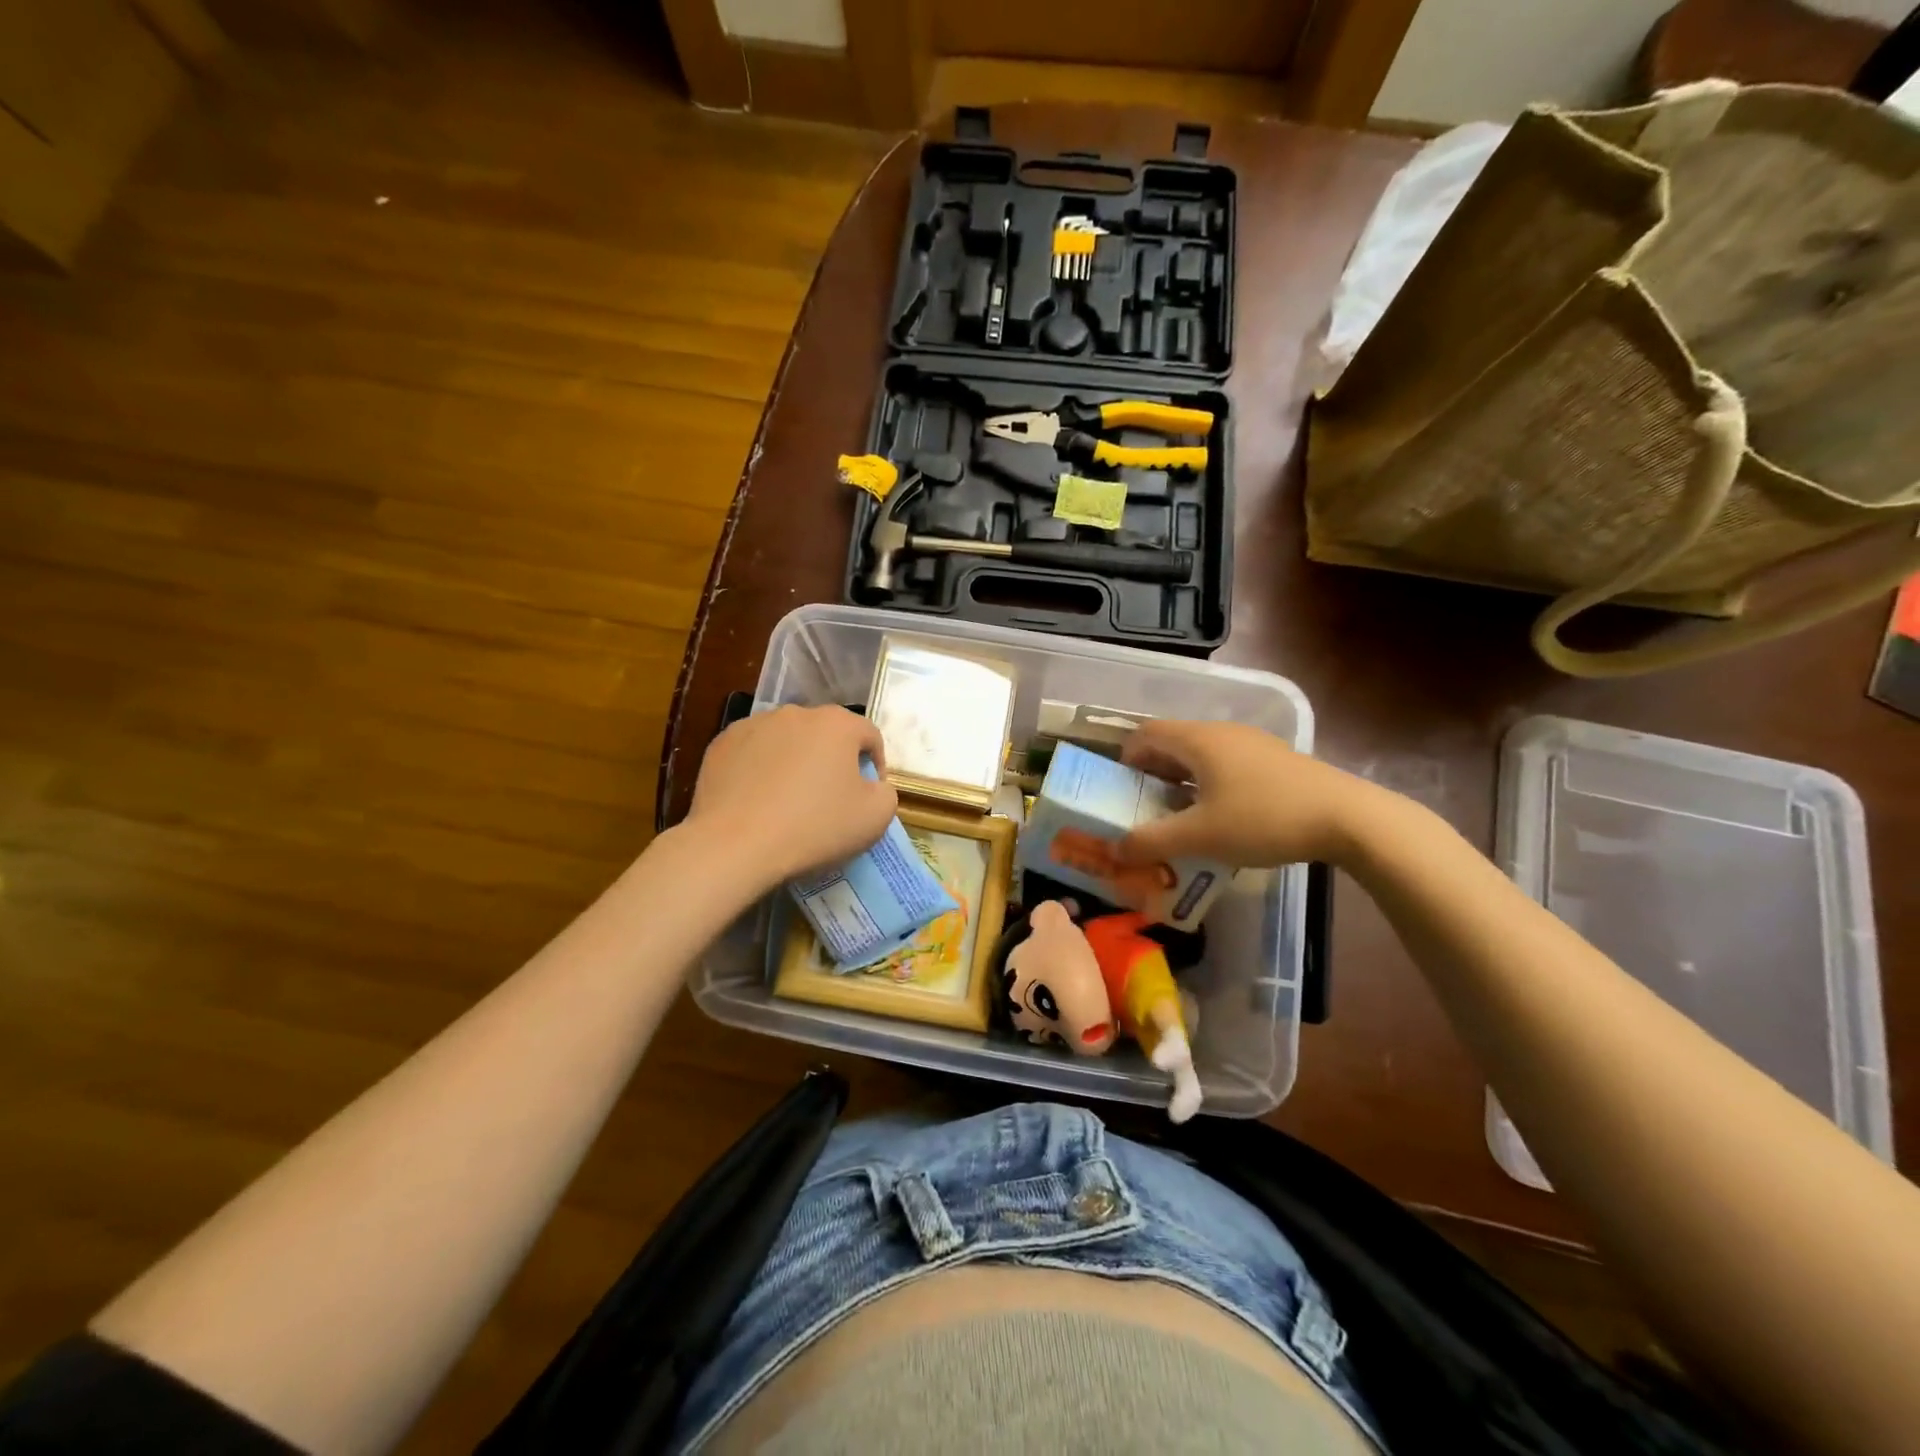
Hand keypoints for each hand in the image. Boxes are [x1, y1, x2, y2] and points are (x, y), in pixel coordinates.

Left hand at [686, 705, 897, 887]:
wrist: (735, 845)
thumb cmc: (814, 827)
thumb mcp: (875, 818)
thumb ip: (886, 792)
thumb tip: (872, 785)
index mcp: (837, 723)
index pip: (869, 736)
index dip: (876, 765)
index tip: (869, 795)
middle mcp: (796, 713)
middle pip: (826, 735)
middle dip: (833, 761)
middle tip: (830, 799)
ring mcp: (754, 725)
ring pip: (788, 741)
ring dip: (796, 762)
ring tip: (790, 800)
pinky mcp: (722, 744)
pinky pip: (754, 753)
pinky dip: (761, 769)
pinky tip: (758, 801)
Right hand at [1117, 719, 1378, 868]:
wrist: (1348, 818)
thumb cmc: (1264, 819)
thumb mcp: (1201, 836)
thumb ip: (1152, 841)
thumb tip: (1115, 849)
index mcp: (1198, 740)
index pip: (1146, 732)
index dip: (1125, 756)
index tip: (1119, 788)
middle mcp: (1222, 732)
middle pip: (1173, 742)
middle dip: (1151, 772)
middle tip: (1143, 807)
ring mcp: (1252, 744)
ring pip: (1201, 755)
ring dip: (1181, 780)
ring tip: (1178, 816)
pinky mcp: (1275, 761)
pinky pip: (1226, 764)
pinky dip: (1209, 784)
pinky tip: (1220, 817)